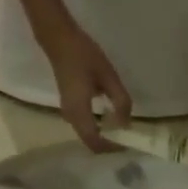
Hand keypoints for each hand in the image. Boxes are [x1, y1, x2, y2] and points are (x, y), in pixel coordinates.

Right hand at [39, 20, 132, 151]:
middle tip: (127, 141)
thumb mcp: (109, 77)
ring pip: (86, 135)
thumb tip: (126, 125)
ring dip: (103, 138)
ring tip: (121, 133)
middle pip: (90, 142)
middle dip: (108, 146)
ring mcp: (67, 112)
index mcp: (80, 111)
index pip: (95, 142)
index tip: (128, 146)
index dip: (111, 148)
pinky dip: (97, 129)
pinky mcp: (69, 106)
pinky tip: (110, 121)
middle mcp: (71, 117)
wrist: (59, 40)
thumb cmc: (84, 56)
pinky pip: (83, 126)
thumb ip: (120, 102)